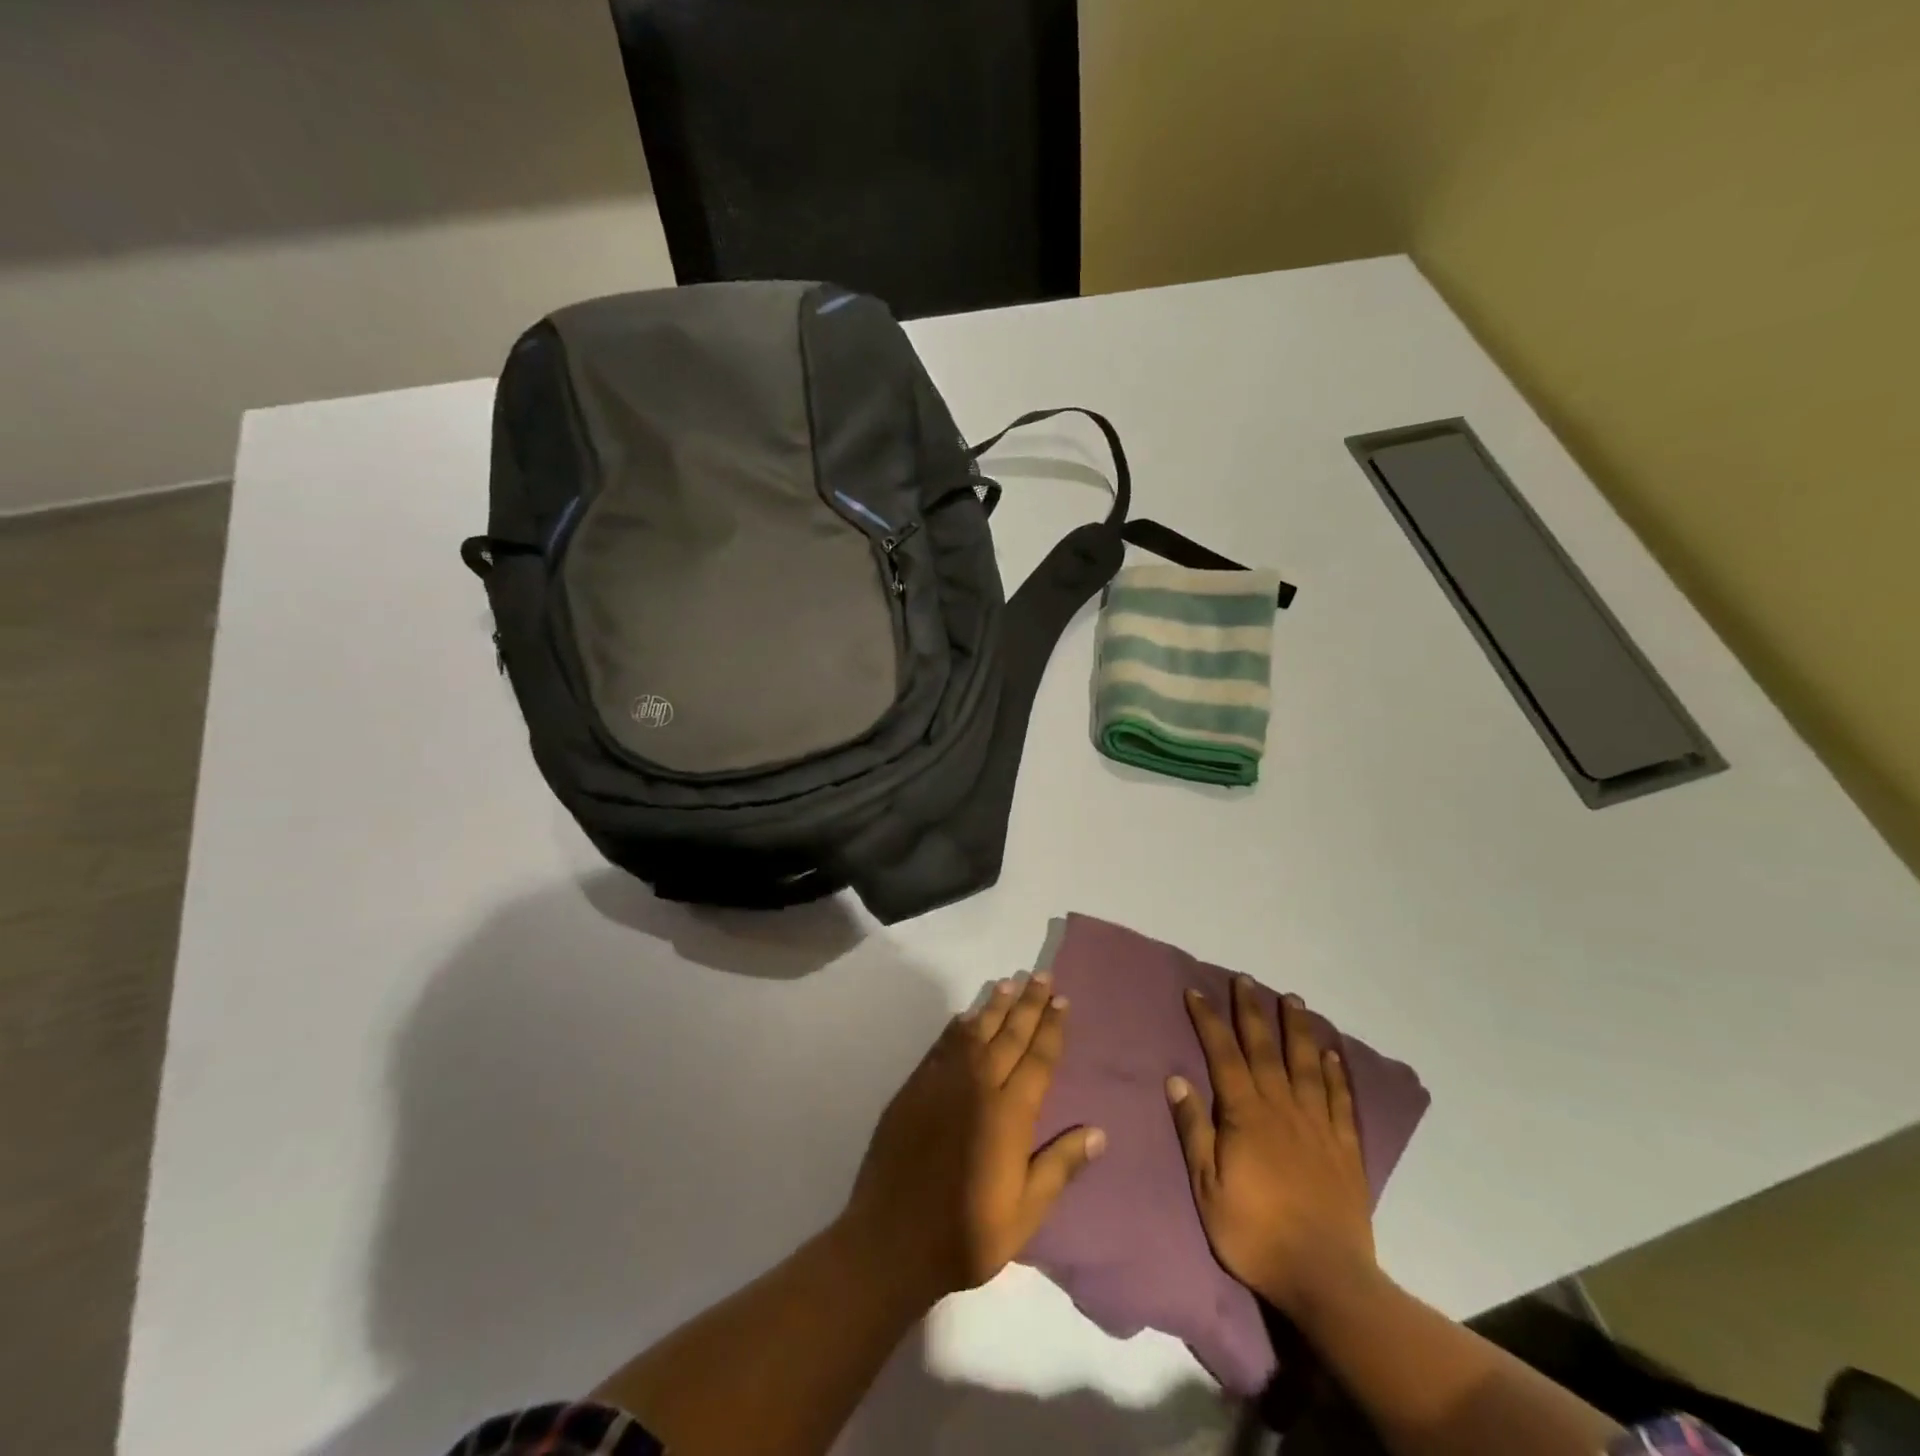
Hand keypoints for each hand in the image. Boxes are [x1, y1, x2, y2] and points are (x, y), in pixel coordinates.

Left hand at [842, 971, 1106, 1301]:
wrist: (892, 1239)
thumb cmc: (967, 1233)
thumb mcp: (1025, 1213)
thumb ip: (1059, 1167)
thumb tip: (1098, 1133)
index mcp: (1009, 1113)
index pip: (1038, 1058)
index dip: (1052, 1028)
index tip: (1062, 1001)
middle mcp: (978, 1086)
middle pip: (1009, 1034)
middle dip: (1029, 1004)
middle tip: (1041, 976)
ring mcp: (943, 1083)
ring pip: (975, 1032)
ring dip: (994, 1006)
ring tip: (1009, 983)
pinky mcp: (915, 1088)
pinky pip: (943, 1045)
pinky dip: (957, 1027)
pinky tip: (966, 1017)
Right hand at [1167, 976, 1377, 1318]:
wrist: (1325, 1277)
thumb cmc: (1255, 1232)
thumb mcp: (1207, 1186)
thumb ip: (1194, 1129)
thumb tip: (1176, 1078)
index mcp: (1246, 1115)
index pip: (1223, 1055)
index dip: (1209, 1021)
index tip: (1196, 992)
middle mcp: (1283, 1108)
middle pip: (1265, 1048)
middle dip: (1252, 1011)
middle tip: (1245, 979)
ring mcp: (1318, 1125)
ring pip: (1306, 1064)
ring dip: (1297, 1028)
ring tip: (1292, 999)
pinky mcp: (1345, 1147)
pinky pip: (1340, 1099)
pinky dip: (1335, 1072)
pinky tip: (1331, 1053)